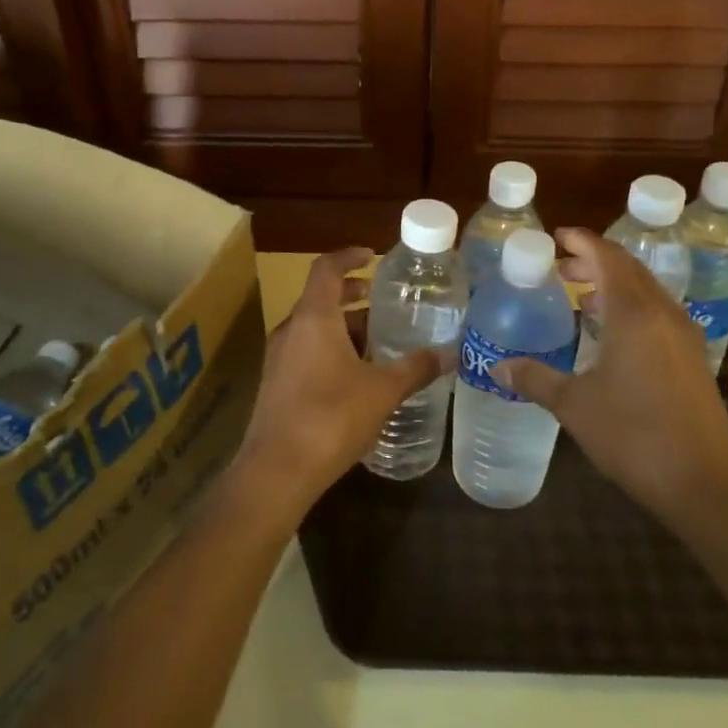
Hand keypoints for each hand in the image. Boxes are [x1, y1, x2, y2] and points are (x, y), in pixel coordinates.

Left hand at [230, 247, 449, 519]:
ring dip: (343, 326)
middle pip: (320, 298)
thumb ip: (416, 368)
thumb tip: (451, 353)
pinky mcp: (276, 385)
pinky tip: (357, 376)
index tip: (372, 256)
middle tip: (383, 301)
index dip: (349, 256)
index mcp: (313, 317)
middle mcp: (291, 330)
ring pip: (314, 328)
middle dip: (352, 295)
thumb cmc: (331, 417)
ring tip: (378, 340)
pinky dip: (332, 350)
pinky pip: (307, 352)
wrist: (277, 471)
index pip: (326, 269)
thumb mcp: (382, 390)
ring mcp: (279, 358)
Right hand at [498, 228, 727, 524]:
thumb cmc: (634, 435)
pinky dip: (630, 308)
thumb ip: (535, 379)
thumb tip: (497, 367)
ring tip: (581, 297)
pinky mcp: (692, 359)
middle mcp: (663, 314)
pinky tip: (612, 334)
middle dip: (594, 261)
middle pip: (629, 270)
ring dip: (614, 284)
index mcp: (634, 314)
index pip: (607, 258)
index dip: (582, 241)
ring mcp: (683, 336)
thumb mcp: (574, 405)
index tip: (556, 236)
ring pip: (646, 292)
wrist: (706, 481)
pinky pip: (657, 314)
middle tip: (560, 269)